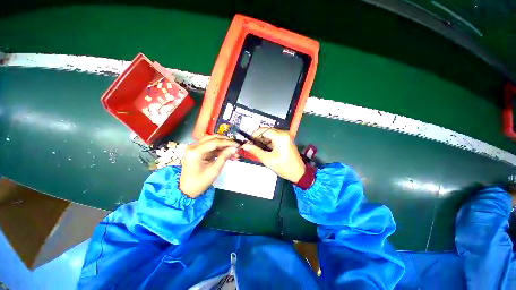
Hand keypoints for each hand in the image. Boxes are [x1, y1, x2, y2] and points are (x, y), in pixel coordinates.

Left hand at [180, 135, 238, 197]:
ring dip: (224, 145)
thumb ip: (224, 157)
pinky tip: (228, 153)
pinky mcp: (198, 151)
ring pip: (213, 141)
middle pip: (213, 138)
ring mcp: (195, 148)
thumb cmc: (199, 182)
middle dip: (226, 142)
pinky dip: (220, 150)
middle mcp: (193, 146)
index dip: (227, 142)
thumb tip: (234, 149)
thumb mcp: (214, 170)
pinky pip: (211, 147)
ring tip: (233, 151)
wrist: (187, 190)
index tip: (237, 145)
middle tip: (236, 146)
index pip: (214, 142)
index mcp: (195, 151)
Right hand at [242, 128, 305, 182]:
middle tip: (250, 146)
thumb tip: (245, 146)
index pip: (263, 130)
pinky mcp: (286, 140)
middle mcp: (283, 134)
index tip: (248, 142)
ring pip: (269, 135)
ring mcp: (285, 137)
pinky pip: (274, 138)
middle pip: (266, 131)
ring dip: (262, 141)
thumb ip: (255, 151)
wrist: (298, 173)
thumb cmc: (284, 167)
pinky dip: (267, 143)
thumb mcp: (268, 160)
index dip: (254, 135)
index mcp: (280, 137)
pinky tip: (263, 149)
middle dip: (258, 138)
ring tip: (256, 148)